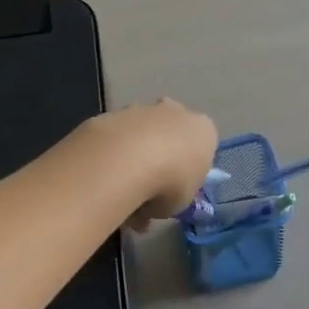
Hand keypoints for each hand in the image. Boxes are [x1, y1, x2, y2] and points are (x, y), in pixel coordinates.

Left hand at [86, 99, 218, 230]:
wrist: (127, 161)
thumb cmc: (170, 183)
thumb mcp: (184, 200)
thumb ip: (176, 192)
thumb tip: (162, 197)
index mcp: (203, 130)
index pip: (201, 146)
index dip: (188, 169)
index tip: (176, 189)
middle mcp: (175, 111)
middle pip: (170, 132)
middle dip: (161, 155)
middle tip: (148, 187)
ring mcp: (141, 108)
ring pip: (140, 132)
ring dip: (133, 154)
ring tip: (121, 187)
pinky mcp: (111, 113)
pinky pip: (115, 136)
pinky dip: (111, 153)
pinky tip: (105, 175)